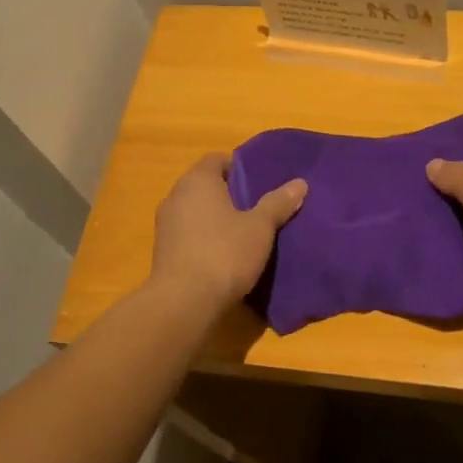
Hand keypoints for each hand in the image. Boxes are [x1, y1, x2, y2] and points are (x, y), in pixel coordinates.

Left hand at [150, 153, 306, 311]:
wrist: (184, 302)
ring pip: (195, 211)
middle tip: (257, 207)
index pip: (217, 159)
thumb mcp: (260, 227)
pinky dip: (204, 238)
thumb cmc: (224, 253)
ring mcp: (165, 224)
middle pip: (205, 185)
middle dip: (229, 194)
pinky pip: (188, 233)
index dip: (239, 168)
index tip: (260, 183)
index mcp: (197, 180)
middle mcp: (176, 195)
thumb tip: (300, 183)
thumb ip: (278, 203)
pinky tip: (224, 254)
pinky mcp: (162, 251)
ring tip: (244, 232)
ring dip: (215, 218)